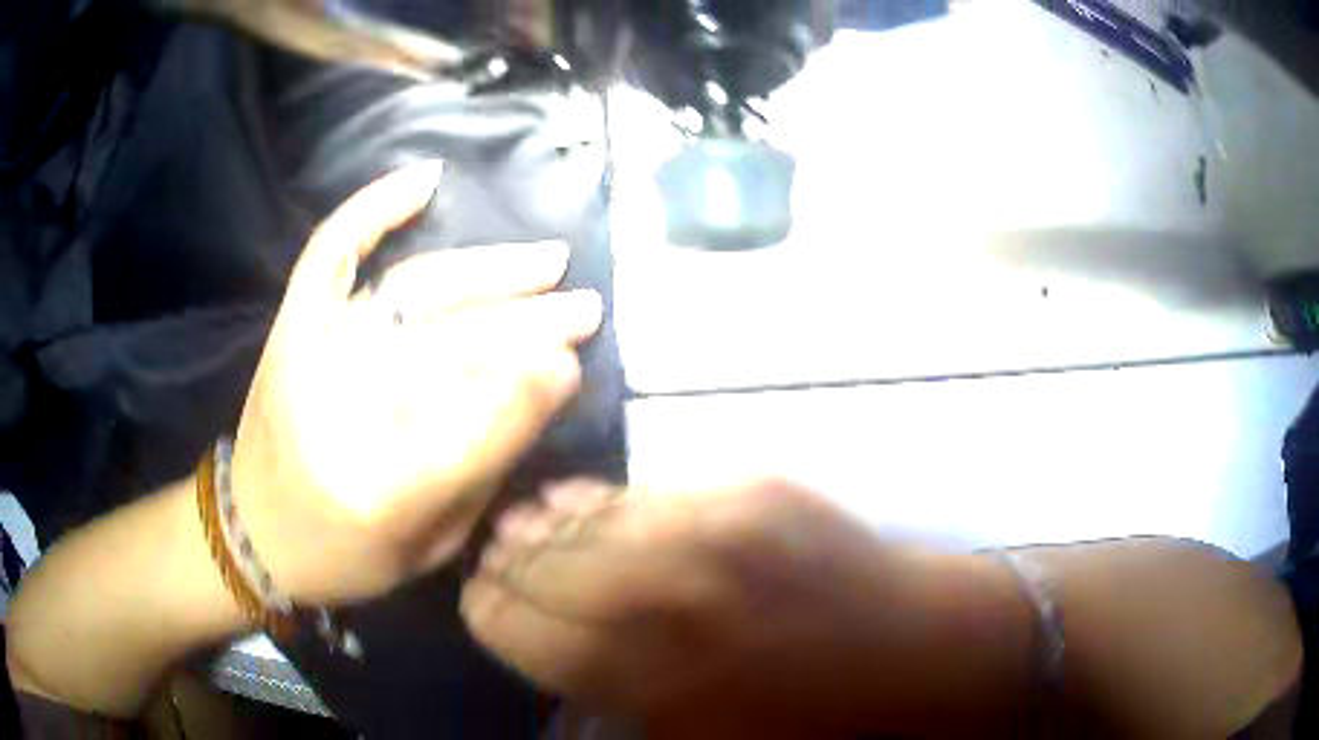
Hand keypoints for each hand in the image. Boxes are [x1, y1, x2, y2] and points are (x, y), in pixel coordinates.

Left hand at [230, 161, 602, 605]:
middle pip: (449, 350)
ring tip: (549, 259)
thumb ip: (481, 471)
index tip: (575, 362)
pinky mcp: (293, 326)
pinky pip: (332, 250)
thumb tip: (542, 384)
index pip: (471, 431)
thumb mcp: (429, 546)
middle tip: (585, 306)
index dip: (528, 392)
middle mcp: (339, 411)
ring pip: (413, 291)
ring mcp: (310, 354)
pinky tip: (426, 180)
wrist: (255, 530)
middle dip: (530, 324)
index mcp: (378, 495)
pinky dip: (374, 209)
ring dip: (489, 271)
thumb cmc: (346, 552)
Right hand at [460, 479, 986, 736]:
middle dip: (505, 562)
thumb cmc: (801, 721)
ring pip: (584, 516)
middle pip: (537, 562)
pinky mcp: (753, 494)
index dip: (486, 610)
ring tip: (525, 524)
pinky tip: (585, 504)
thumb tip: (546, 649)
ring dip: (544, 525)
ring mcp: (713, 533)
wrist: (907, 654)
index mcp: (639, 674)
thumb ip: (606, 699)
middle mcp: (661, 596)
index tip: (479, 599)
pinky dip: (604, 502)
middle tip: (494, 558)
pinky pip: (648, 493)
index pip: (513, 623)